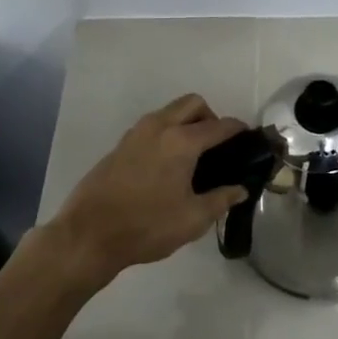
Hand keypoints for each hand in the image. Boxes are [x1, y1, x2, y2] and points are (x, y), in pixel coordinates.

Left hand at [45, 93, 249, 287]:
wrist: (88, 235)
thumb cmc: (147, 226)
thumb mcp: (193, 219)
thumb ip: (221, 200)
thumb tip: (239, 189)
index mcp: (182, 141)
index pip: (220, 125)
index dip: (238, 130)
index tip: (248, 140)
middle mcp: (159, 127)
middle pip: (193, 104)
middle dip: (211, 117)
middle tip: (217, 147)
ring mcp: (135, 134)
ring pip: (169, 112)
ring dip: (186, 123)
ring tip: (193, 157)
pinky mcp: (120, 146)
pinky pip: (152, 127)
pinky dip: (166, 134)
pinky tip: (167, 166)